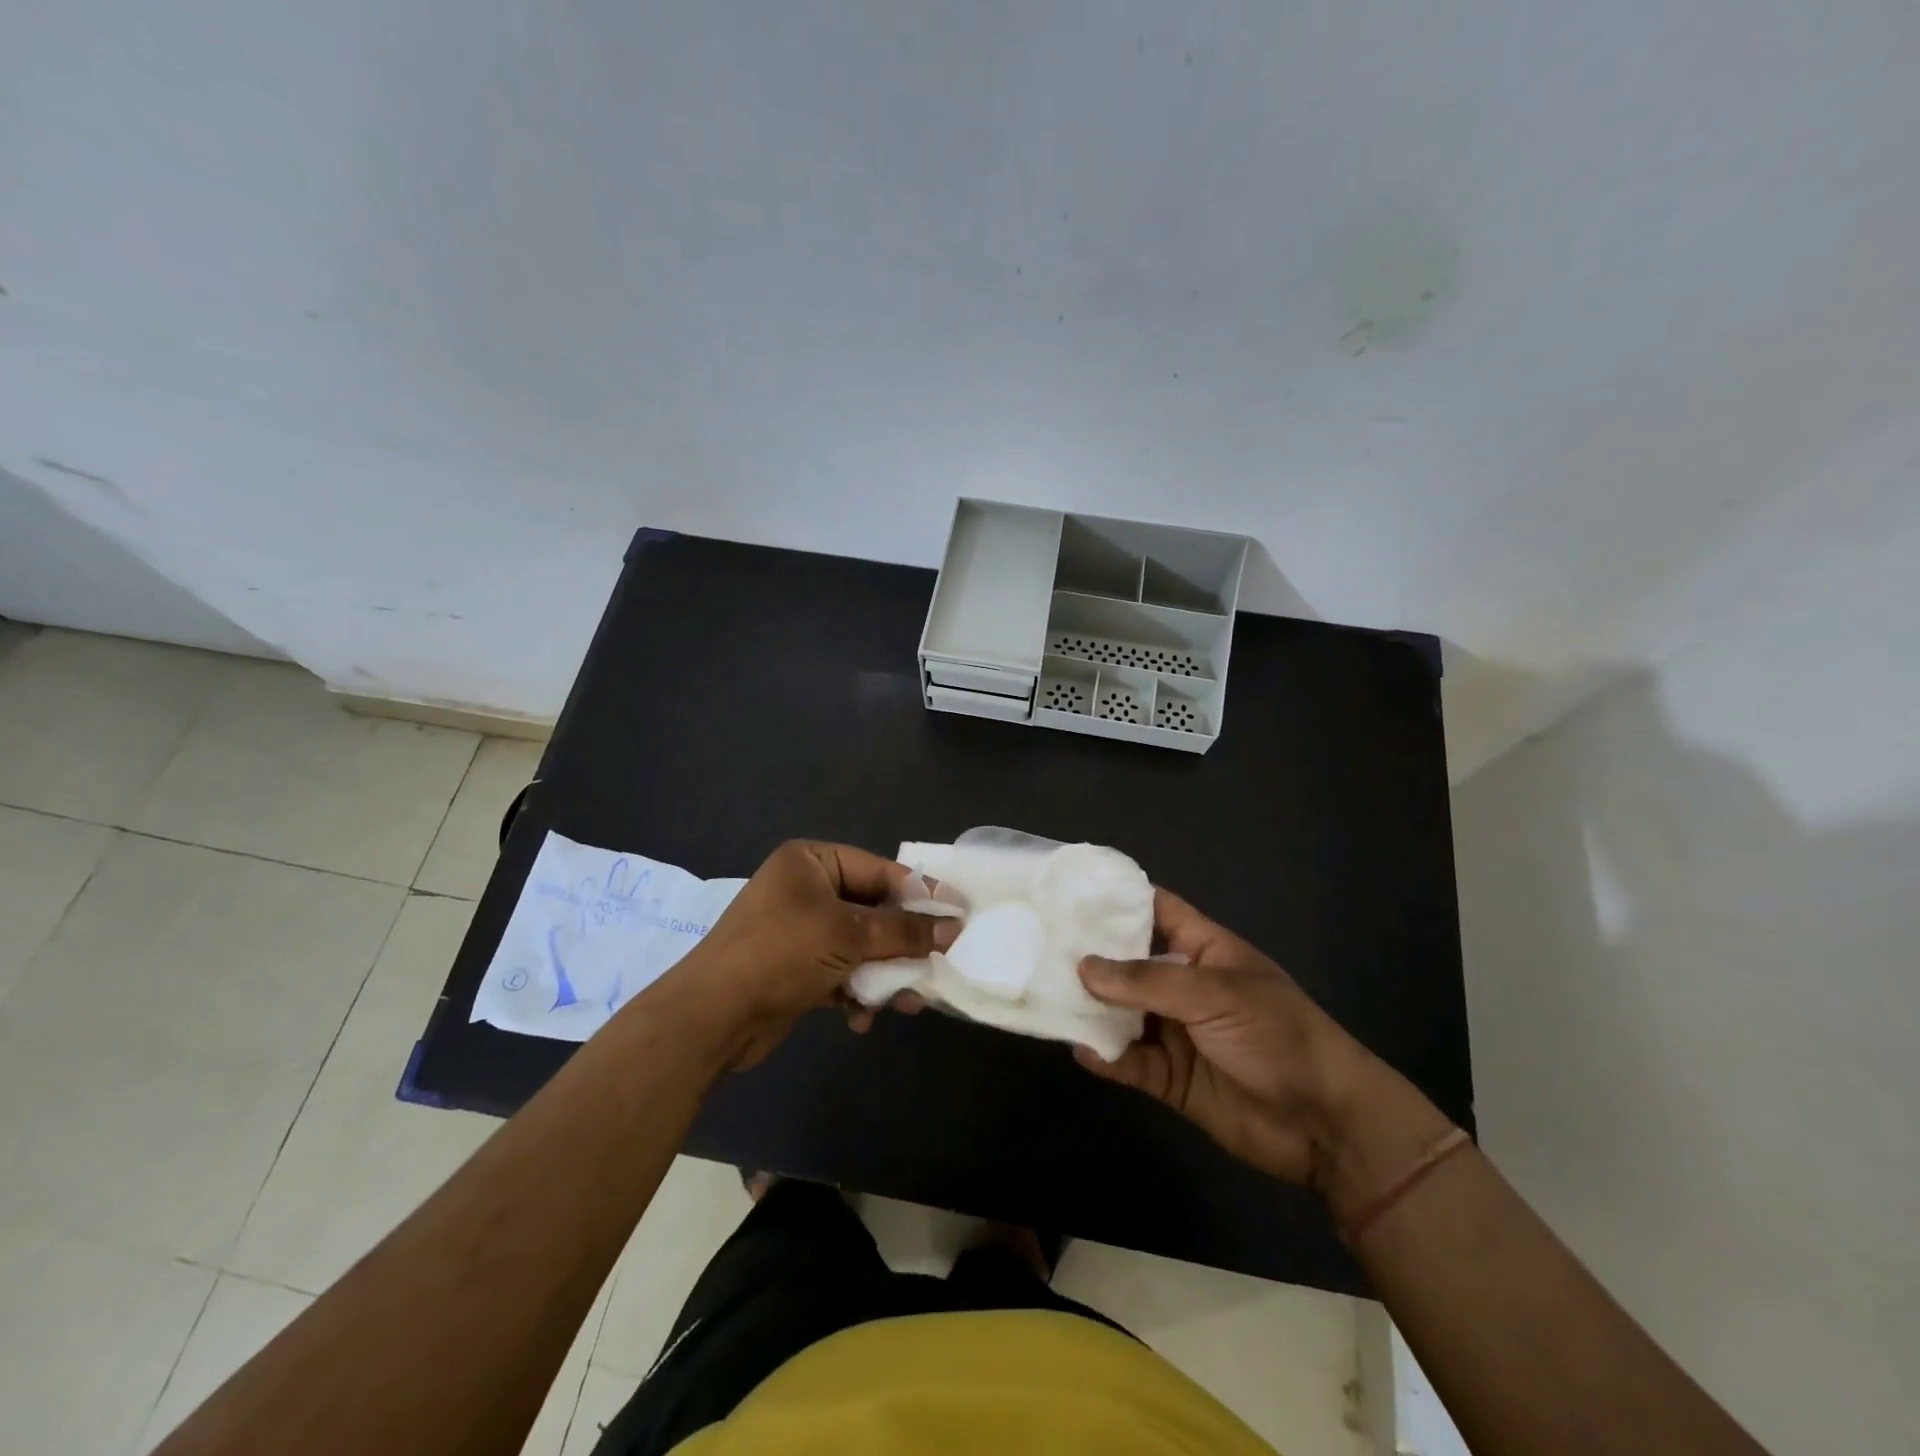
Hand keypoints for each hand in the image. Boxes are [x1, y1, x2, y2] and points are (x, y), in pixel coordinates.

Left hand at [665, 840, 955, 1068]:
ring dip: (883, 973)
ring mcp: (800, 930)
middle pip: (873, 911)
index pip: (880, 871)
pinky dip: (856, 993)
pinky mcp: (796, 968)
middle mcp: (806, 889)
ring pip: (860, 946)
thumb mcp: (848, 935)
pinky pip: (841, 972)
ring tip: (907, 1001)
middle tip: (937, 963)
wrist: (711, 1017)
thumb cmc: (781, 953)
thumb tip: (954, 928)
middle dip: (901, 943)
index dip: (920, 894)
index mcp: (812, 862)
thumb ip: (904, 930)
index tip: (958, 916)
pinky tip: (862, 1018)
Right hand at [1076, 889, 1371, 1190]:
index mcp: (1203, 950)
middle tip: (1036, 944)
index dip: (1117, 899)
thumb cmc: (1276, 1035)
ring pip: (1121, 1013)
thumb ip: (1146, 981)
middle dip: (1089, 955)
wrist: (1325, 1124)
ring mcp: (1175, 1031)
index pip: (1155, 910)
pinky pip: (1128, 1061)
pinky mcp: (1170, 1077)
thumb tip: (1083, 967)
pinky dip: (1105, 1057)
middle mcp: (1183, 985)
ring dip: (1090, 1008)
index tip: (1068, 890)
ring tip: (1046, 996)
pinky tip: (1082, 1050)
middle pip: (1127, 963)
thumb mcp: (1215, 993)